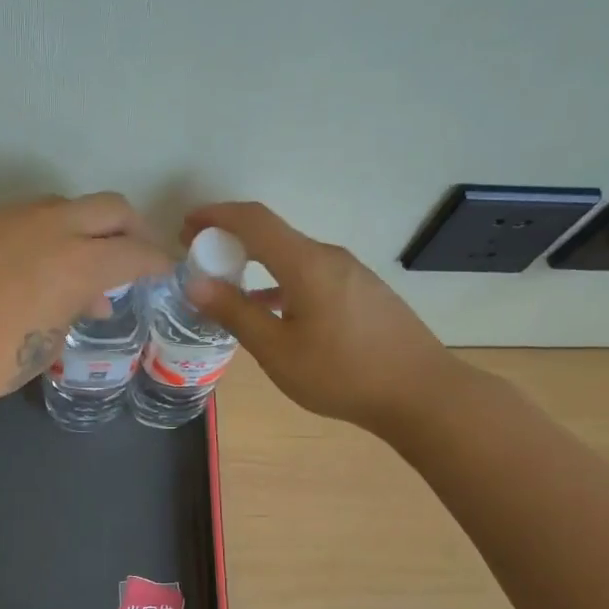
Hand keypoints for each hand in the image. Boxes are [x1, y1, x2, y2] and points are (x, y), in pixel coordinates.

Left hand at [0, 193, 171, 421]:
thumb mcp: (46, 346)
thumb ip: (75, 310)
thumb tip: (88, 296)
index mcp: (77, 262)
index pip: (137, 251)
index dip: (158, 262)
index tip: (164, 272)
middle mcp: (49, 226)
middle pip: (110, 208)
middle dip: (130, 230)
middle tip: (130, 257)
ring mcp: (7, 217)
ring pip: (62, 206)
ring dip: (81, 229)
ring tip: (71, 265)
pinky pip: (21, 216)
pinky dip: (39, 234)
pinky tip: (22, 266)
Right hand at [181, 202, 459, 432]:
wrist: (422, 394)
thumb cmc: (342, 374)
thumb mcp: (278, 350)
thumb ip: (236, 313)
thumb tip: (195, 283)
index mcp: (306, 263)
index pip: (254, 220)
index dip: (216, 215)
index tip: (185, 226)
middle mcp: (330, 257)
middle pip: (273, 235)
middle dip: (232, 239)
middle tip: (200, 255)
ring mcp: (351, 274)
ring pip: (293, 257)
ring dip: (257, 262)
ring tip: (229, 284)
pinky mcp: (363, 292)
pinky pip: (312, 274)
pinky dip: (281, 281)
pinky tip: (273, 310)